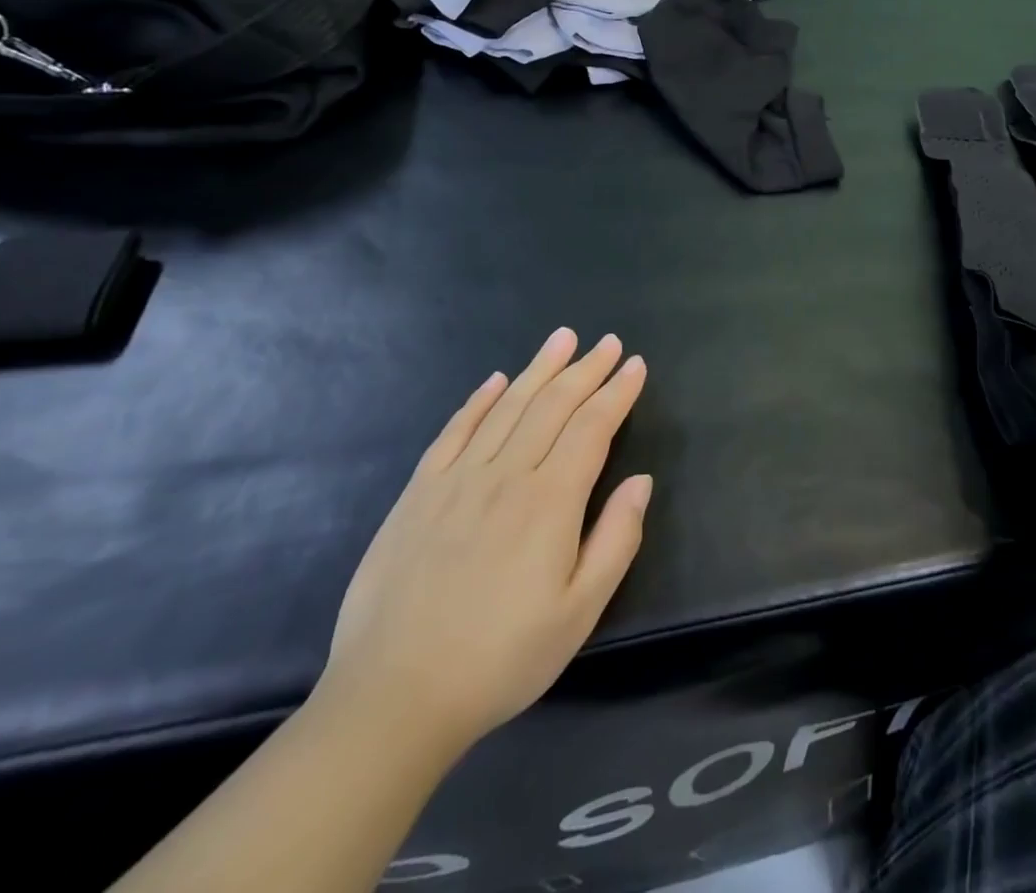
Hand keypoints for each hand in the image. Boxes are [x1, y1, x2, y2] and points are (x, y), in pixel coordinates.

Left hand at [321, 328, 651, 757]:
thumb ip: (616, 541)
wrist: (394, 697)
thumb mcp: (579, 614)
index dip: (617, 392)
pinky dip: (479, 400)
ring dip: (539, 368)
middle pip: (553, 405)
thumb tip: (641, 482)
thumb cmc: (500, 659)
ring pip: (507, 406)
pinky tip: (495, 380)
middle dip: (586, 369)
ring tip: (563, 339)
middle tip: (609, 341)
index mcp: (550, 501)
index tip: (636, 365)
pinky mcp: (419, 492)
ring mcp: (457, 478)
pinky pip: (454, 430)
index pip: (592, 427)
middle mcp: (506, 474)